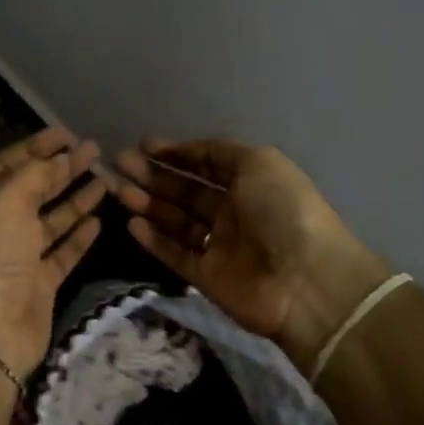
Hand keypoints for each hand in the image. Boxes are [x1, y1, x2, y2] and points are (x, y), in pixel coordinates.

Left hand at [0, 127, 105, 377]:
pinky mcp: (39, 282)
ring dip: (75, 198)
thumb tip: (58, 159)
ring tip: (104, 178)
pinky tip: (99, 219)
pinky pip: (62, 251)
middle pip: (32, 188)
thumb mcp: (6, 202)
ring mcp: (18, 256)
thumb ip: (34, 174)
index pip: (8, 164)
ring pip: (51, 219)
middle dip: (60, 168)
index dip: (36, 146)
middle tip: (93, 149)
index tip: (66, 133)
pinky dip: (79, 236)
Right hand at [111, 138, 390, 374]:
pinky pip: (175, 254)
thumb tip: (188, 150)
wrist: (306, 280)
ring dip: (148, 203)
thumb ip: (221, 152)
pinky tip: (131, 223)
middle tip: (120, 163)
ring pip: (176, 221)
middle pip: (185, 191)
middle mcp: (233, 212)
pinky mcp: (206, 277)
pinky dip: (153, 239)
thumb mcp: (259, 163)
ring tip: (118, 189)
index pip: (206, 164)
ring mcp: (219, 246)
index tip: (144, 145)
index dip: (177, 153)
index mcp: (250, 183)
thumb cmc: (284, 211)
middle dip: (153, 175)